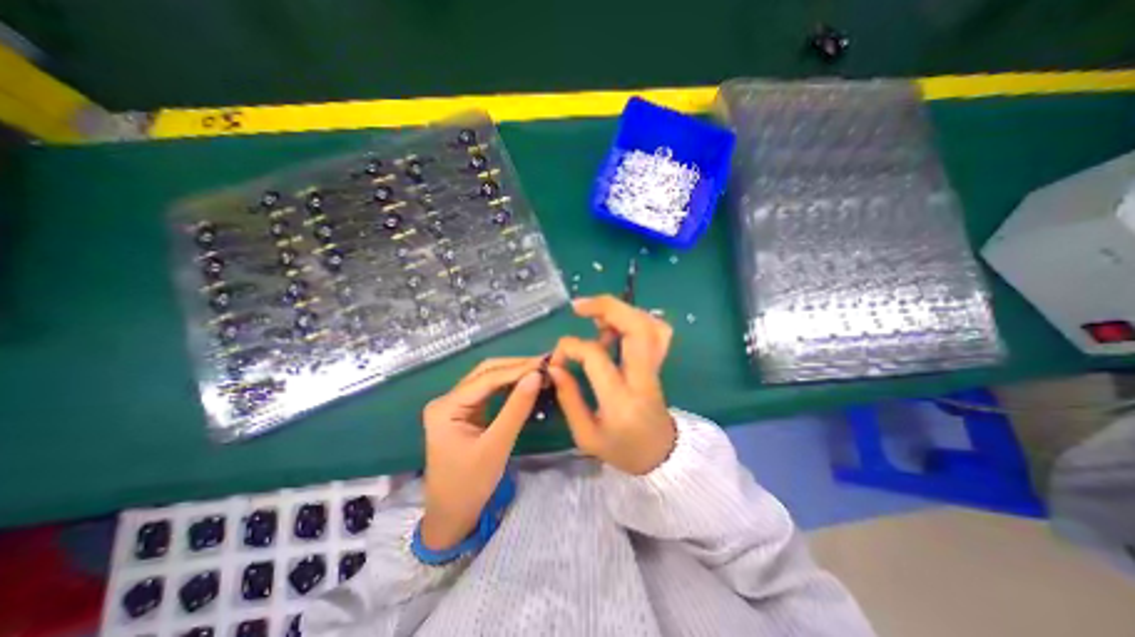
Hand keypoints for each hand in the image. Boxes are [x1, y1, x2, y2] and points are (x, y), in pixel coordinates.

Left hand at [418, 356, 543, 548]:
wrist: (452, 516)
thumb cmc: (470, 485)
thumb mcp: (497, 446)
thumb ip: (517, 408)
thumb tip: (537, 375)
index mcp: (446, 407)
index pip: (487, 379)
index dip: (517, 369)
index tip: (545, 364)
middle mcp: (447, 399)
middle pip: (485, 373)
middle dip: (516, 367)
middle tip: (545, 365)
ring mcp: (455, 405)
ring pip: (488, 379)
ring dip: (514, 374)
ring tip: (540, 371)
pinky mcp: (465, 412)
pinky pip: (489, 392)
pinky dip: (509, 386)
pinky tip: (526, 384)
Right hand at [549, 297, 671, 475]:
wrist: (661, 456)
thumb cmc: (621, 450)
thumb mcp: (585, 434)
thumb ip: (568, 398)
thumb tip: (555, 366)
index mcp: (620, 400)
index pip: (596, 356)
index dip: (571, 347)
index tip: (557, 358)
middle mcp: (643, 378)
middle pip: (636, 327)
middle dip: (607, 307)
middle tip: (579, 306)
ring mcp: (655, 368)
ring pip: (649, 324)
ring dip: (621, 311)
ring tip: (595, 318)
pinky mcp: (658, 364)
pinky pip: (657, 331)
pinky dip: (637, 319)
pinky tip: (617, 325)